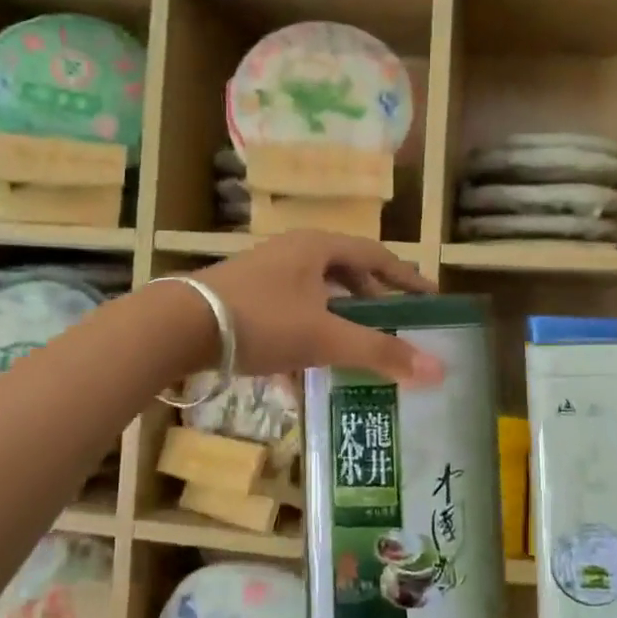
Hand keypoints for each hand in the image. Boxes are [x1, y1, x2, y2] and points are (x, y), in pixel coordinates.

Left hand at [194, 231, 445, 385]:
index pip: (376, 256)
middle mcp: (293, 252)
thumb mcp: (325, 338)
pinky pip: (289, 312)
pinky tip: (304, 369)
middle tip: (395, 325)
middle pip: (345, 272)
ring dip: (338, 319)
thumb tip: (438, 370)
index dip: (406, 277)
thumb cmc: (262, 321)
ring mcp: (265, 273)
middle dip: (372, 300)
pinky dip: (306, 334)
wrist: (178, 326)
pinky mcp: (243, 296)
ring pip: (315, 294)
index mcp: (318, 248)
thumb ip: (380, 352)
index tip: (430, 297)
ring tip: (356, 347)